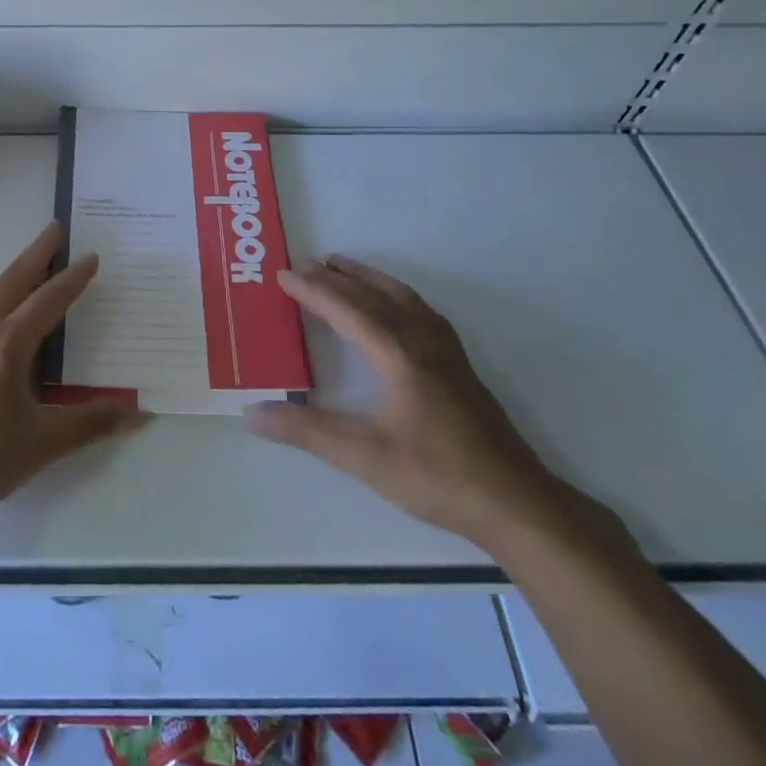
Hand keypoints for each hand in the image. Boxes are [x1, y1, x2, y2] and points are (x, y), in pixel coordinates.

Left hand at [0, 223, 146, 529]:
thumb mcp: (40, 444)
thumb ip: (88, 424)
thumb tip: (136, 412)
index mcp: (6, 345)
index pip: (47, 301)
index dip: (71, 279)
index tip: (91, 256)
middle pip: (11, 281)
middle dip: (36, 254)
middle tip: (55, 229)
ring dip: (12, 274)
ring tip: (30, 265)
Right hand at [245, 255, 574, 549]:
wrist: (514, 501)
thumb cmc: (436, 476)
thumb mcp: (363, 457)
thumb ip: (306, 431)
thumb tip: (251, 413)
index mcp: (397, 354)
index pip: (346, 309)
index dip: (312, 290)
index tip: (282, 275)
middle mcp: (421, 340)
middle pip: (372, 295)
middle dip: (335, 277)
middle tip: (302, 264)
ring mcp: (445, 350)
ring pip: (400, 296)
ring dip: (366, 278)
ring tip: (340, 267)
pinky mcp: (459, 364)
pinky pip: (419, 309)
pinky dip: (393, 293)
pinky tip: (392, 305)